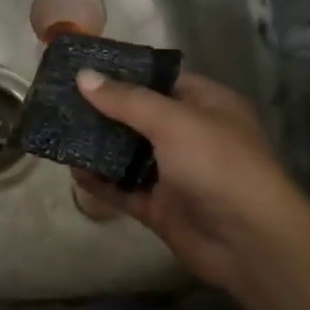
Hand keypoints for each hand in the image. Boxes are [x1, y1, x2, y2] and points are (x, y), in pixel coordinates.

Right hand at [74, 69, 309, 293]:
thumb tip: (83, 76)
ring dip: (97, 145)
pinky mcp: (160, 206)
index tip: (82, 67)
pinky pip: (123, 188)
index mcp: (205, 104)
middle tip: (59, 99)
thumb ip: (126, 100)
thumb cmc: (219, 165)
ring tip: (58, 130)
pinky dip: (100, 181)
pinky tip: (72, 171)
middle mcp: (189, 134)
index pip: (158, 80)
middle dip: (102, 109)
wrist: (251, 242)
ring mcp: (174, 172)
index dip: (123, 72)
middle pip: (137, 116)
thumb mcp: (173, 121)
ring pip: (127, 152)